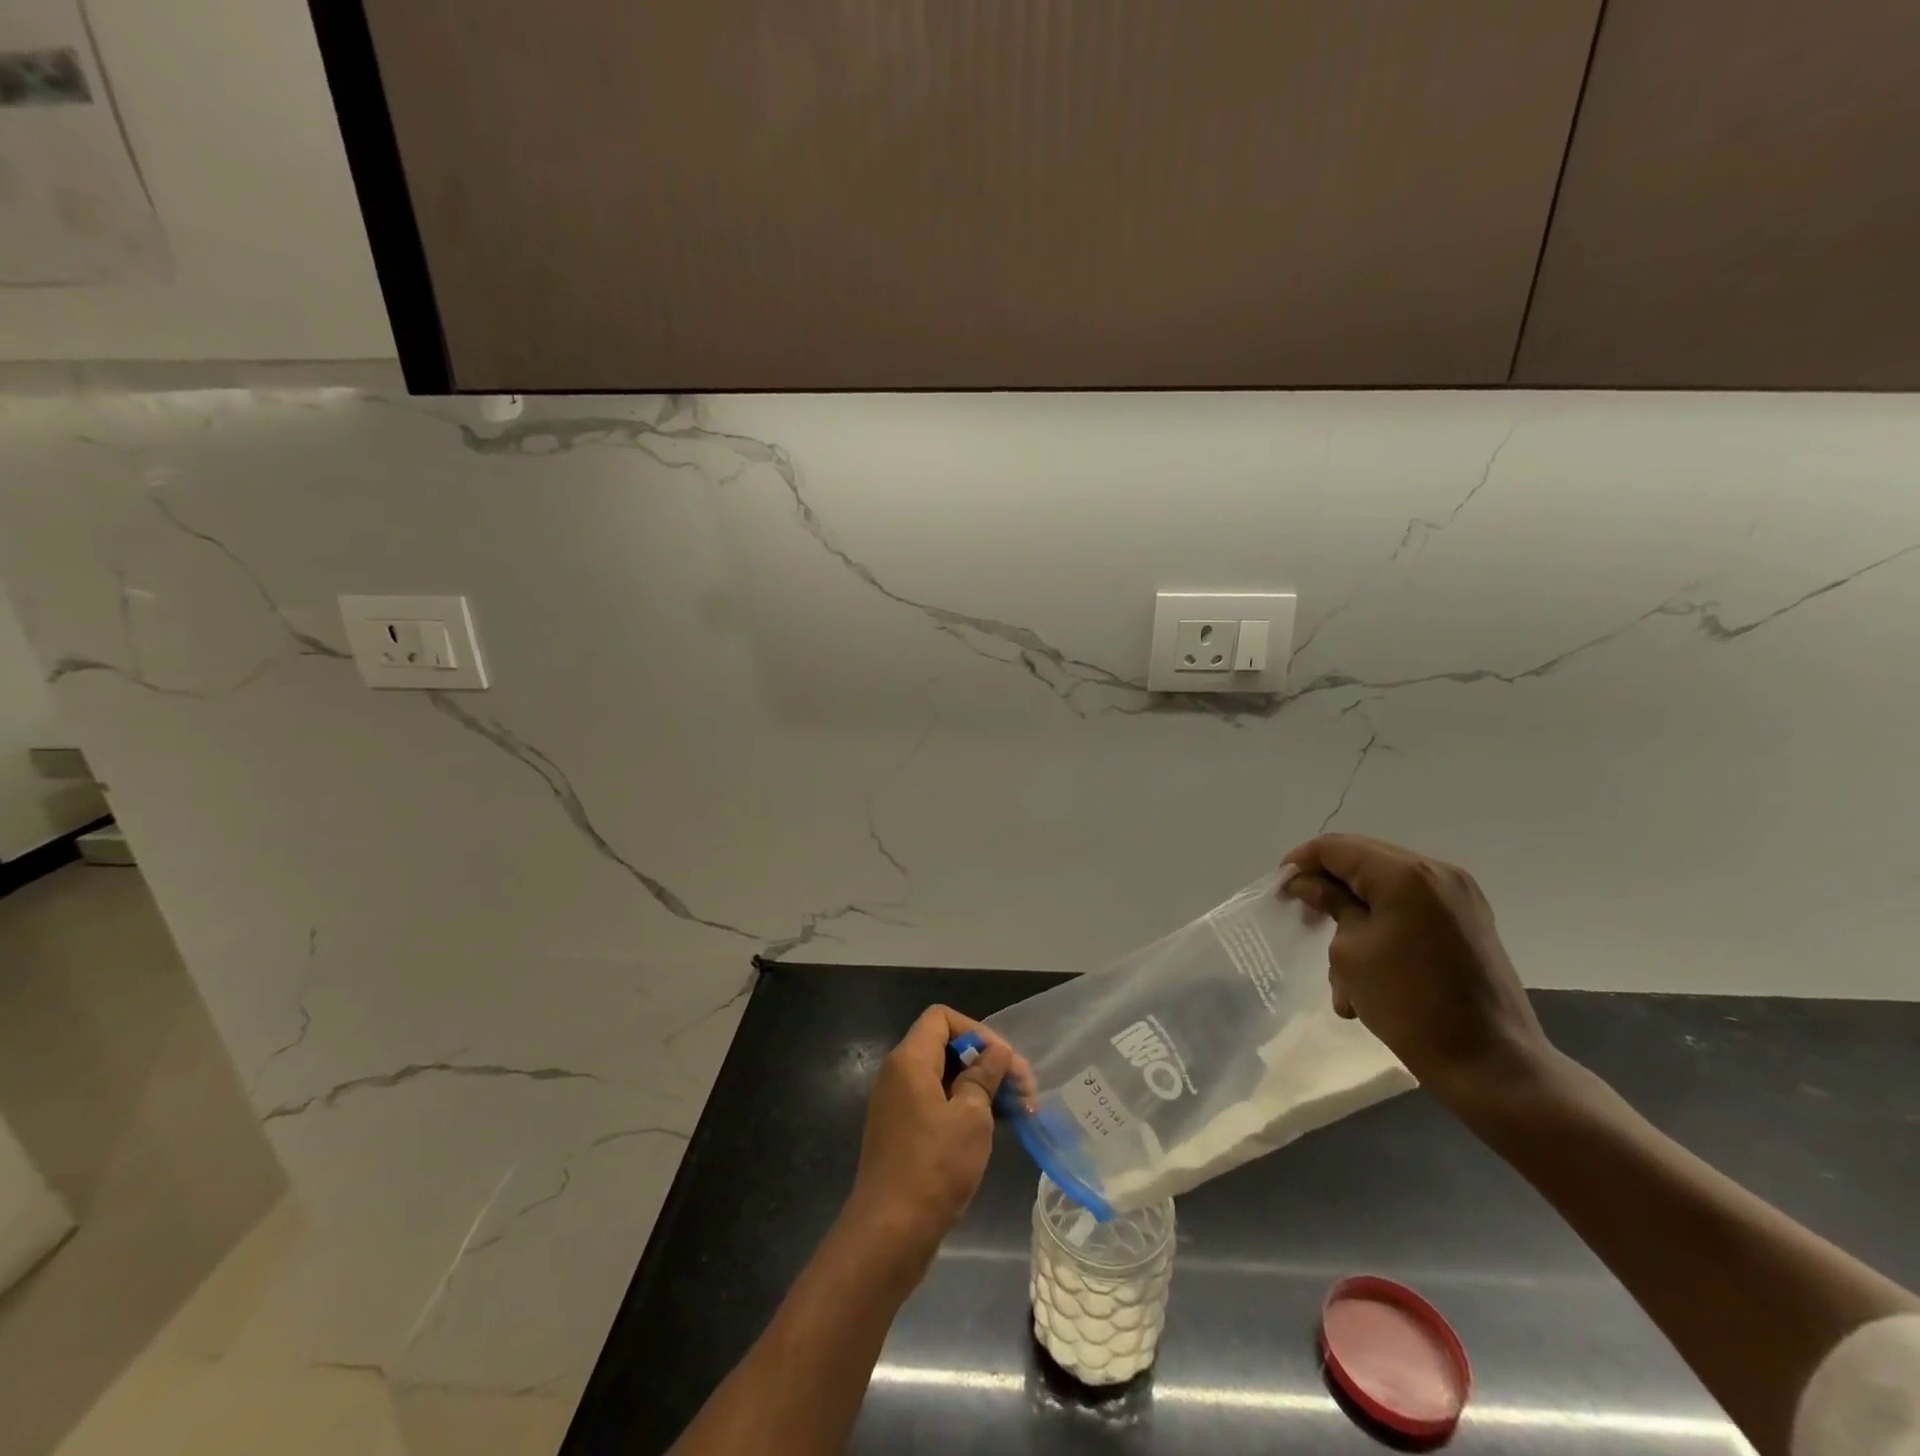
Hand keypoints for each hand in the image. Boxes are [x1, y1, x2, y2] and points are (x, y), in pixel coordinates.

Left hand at [842, 1006, 1011, 1267]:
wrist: (889, 1234)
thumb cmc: (934, 1167)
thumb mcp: (971, 1117)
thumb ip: (985, 1076)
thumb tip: (997, 1052)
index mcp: (909, 1060)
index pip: (942, 1018)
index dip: (977, 1031)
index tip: (1005, 1062)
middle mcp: (898, 1074)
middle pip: (945, 1046)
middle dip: (986, 1061)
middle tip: (1024, 1090)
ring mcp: (898, 1105)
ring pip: (944, 1077)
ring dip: (980, 1087)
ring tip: (1018, 1110)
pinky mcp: (902, 1132)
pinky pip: (936, 1103)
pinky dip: (964, 1108)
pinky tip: (993, 1129)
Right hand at [1282, 834, 1552, 1104]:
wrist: (1491, 1064)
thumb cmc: (1409, 1004)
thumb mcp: (1351, 952)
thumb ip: (1330, 904)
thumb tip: (1308, 883)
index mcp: (1405, 875)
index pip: (1336, 848)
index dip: (1301, 862)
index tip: (1279, 890)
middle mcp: (1437, 873)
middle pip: (1363, 859)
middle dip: (1328, 884)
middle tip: (1301, 913)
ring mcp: (1458, 896)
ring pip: (1385, 886)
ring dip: (1354, 912)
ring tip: (1338, 966)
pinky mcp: (1468, 921)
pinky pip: (1410, 907)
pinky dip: (1382, 925)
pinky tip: (1368, 971)